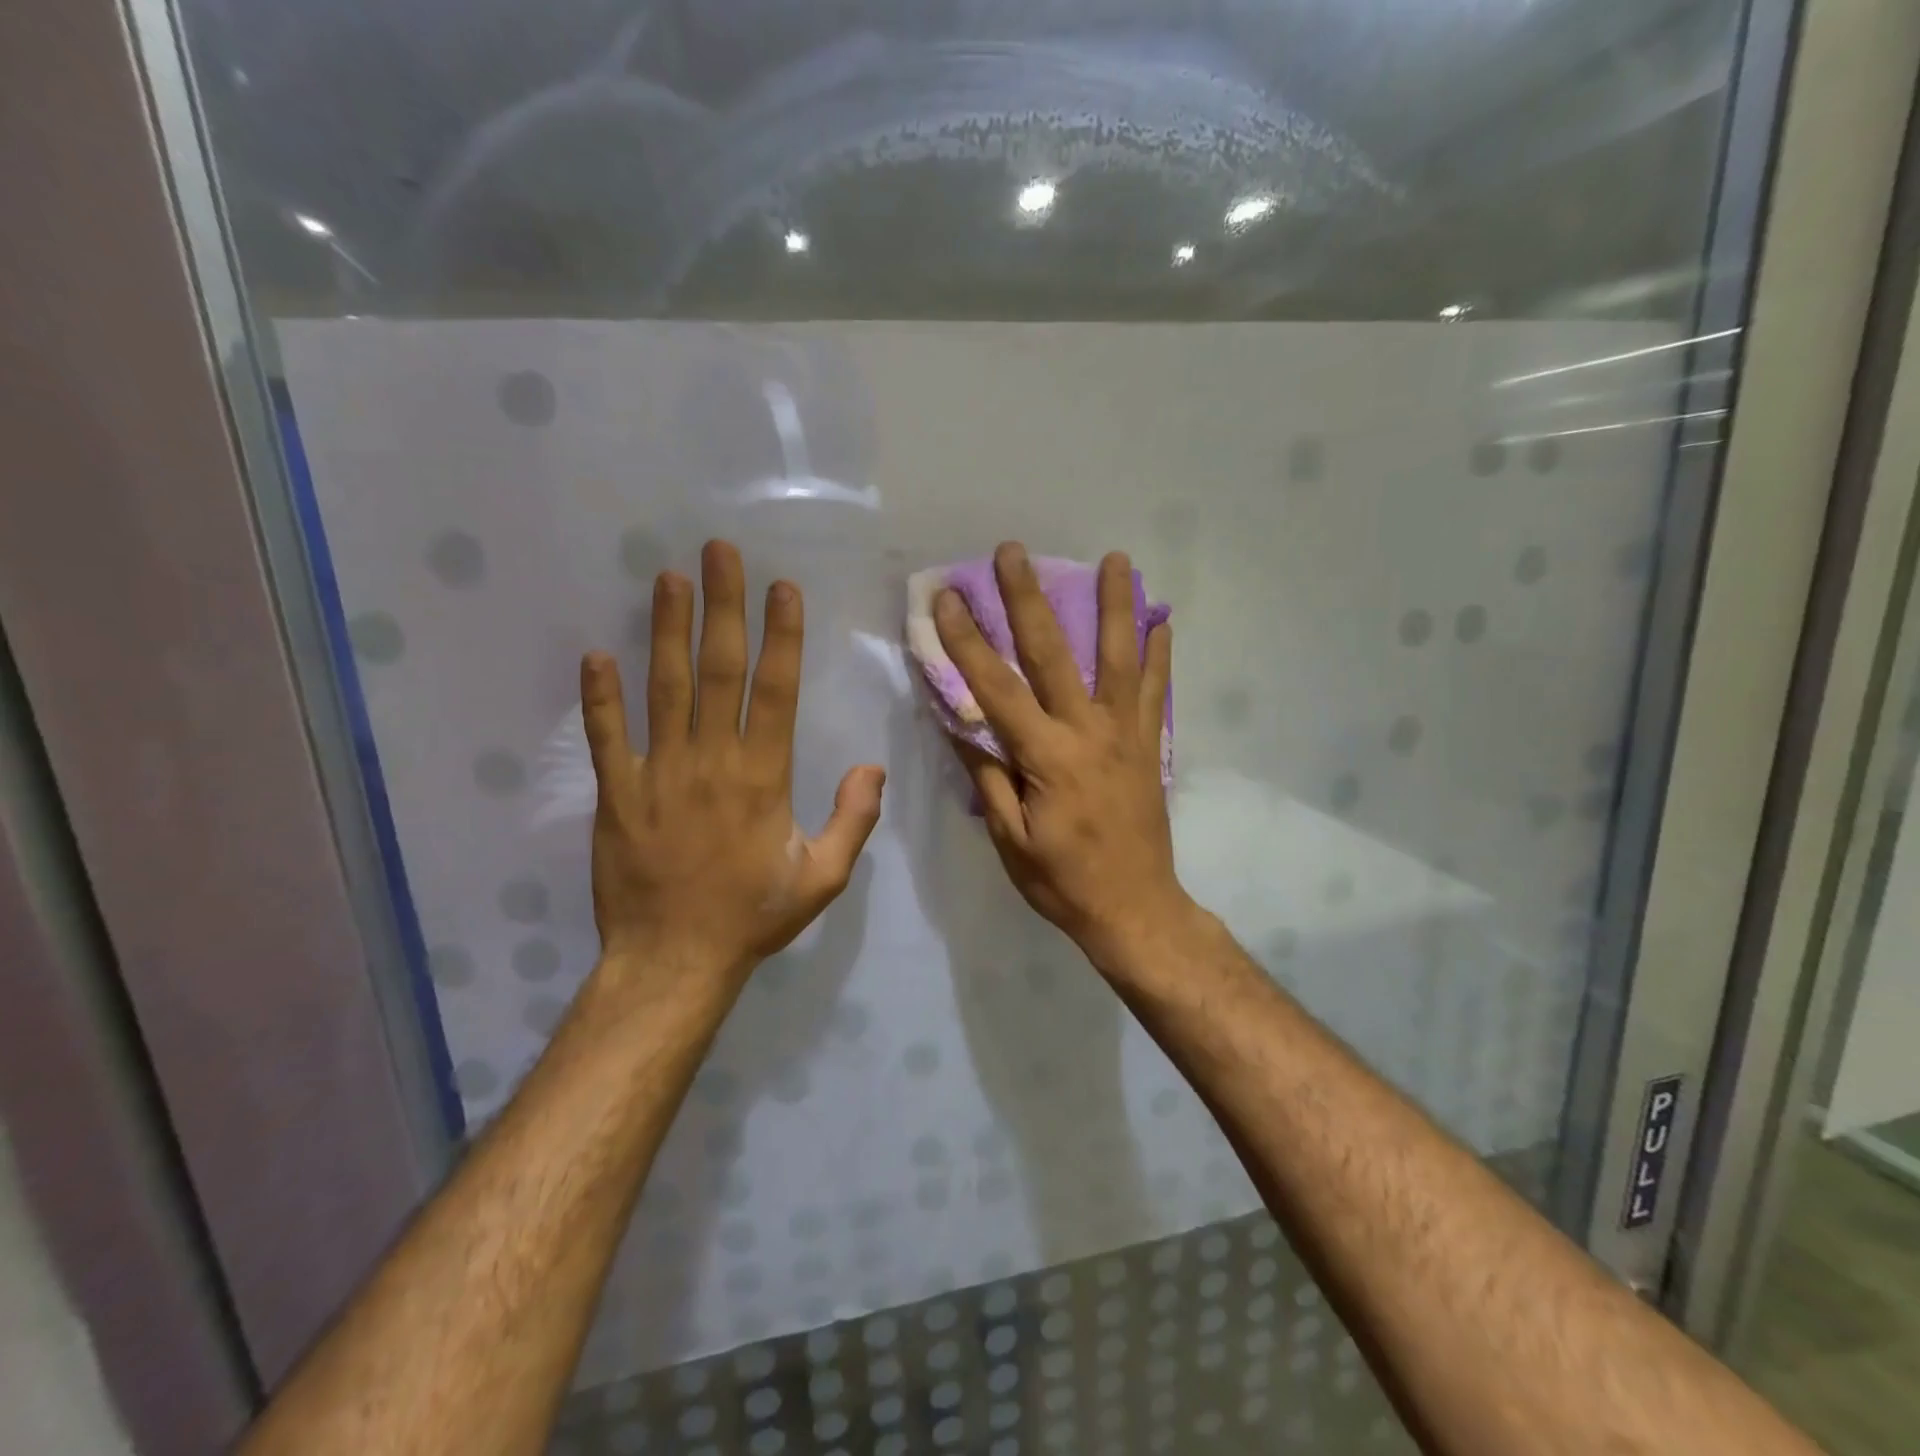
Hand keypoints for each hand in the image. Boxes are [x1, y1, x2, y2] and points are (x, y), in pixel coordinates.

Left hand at [581, 540, 884, 988]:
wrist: (673, 961)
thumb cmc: (752, 916)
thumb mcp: (823, 879)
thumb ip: (853, 820)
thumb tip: (871, 766)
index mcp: (763, 777)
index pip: (776, 691)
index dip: (780, 636)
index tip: (781, 588)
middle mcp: (711, 761)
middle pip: (718, 671)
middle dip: (723, 607)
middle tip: (719, 552)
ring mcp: (657, 774)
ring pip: (664, 689)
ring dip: (667, 630)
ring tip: (668, 578)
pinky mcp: (616, 794)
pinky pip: (606, 737)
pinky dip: (600, 697)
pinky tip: (595, 655)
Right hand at [934, 542, 1187, 967]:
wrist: (1135, 909)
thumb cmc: (1062, 881)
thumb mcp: (1009, 840)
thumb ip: (988, 777)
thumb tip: (961, 724)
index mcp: (1046, 757)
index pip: (996, 687)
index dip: (968, 641)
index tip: (948, 598)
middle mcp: (1088, 732)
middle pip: (1054, 653)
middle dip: (1028, 598)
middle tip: (1013, 551)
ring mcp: (1126, 734)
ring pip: (1119, 657)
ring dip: (1114, 604)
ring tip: (1115, 558)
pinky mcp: (1149, 744)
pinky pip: (1155, 690)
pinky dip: (1159, 653)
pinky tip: (1161, 619)